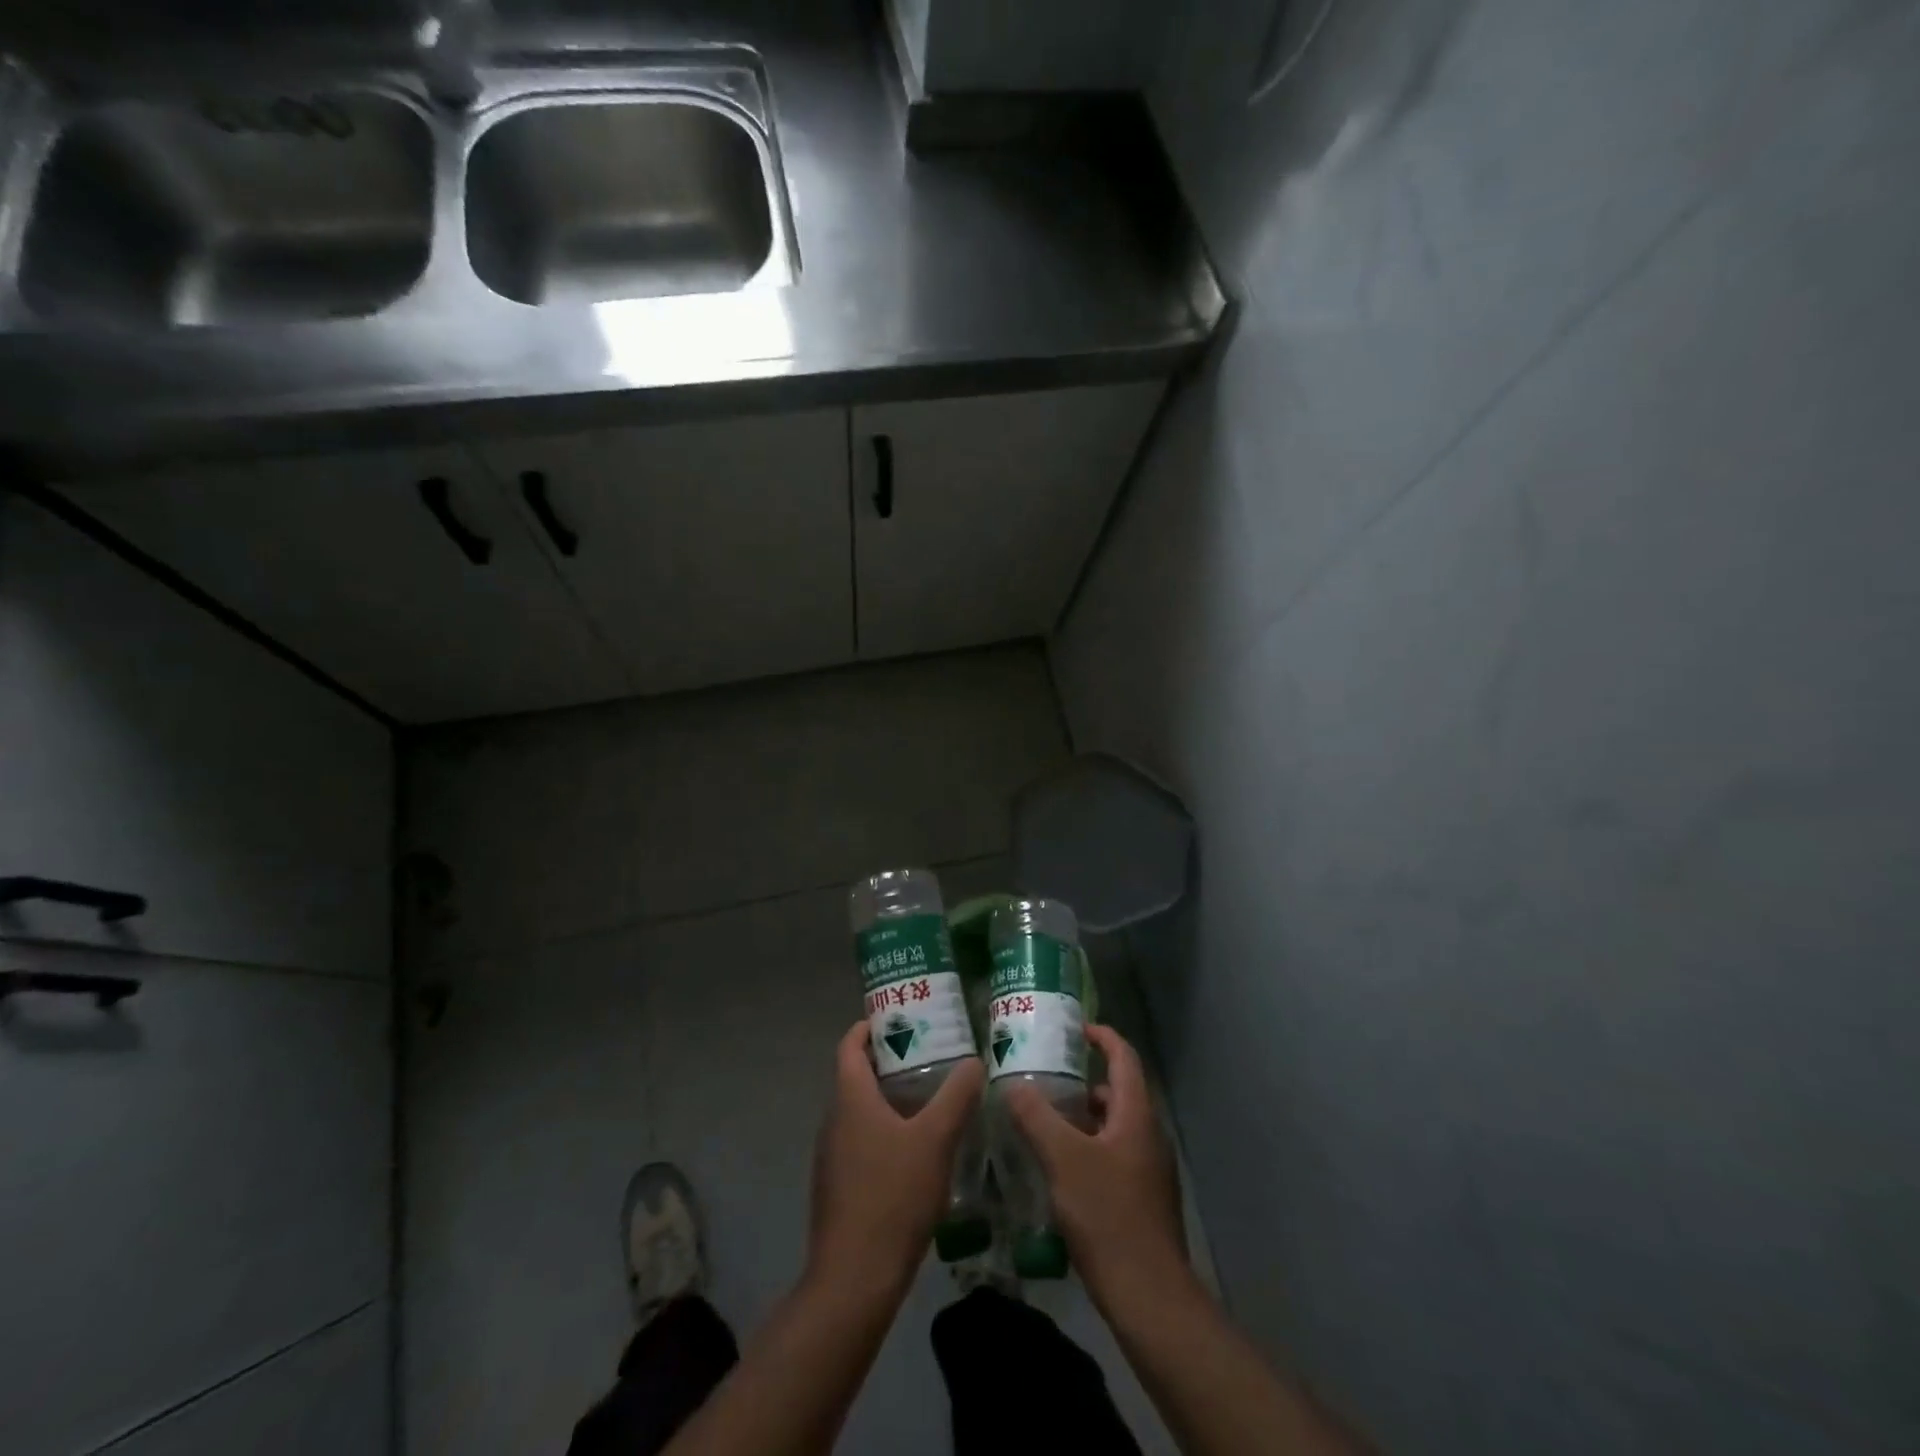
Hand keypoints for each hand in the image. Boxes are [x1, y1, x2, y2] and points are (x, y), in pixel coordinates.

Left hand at [809, 1021, 984, 1294]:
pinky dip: (886, 1130)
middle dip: (890, 1060)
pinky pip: (862, 1141)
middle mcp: (834, 1120)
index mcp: (850, 1099)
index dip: (869, 1026)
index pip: (850, 1045)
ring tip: (931, 1095)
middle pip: (857, 1075)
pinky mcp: (839, 1186)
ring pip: (861, 1110)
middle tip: (930, 1052)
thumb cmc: (892, 1196)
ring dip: (890, 1097)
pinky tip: (918, 1148)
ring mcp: (833, 1156)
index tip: (901, 1017)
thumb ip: (956, 1096)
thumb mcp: (935, 1140)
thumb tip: (975, 1061)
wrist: (854, 1280)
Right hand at [1004, 1024, 1188, 1305]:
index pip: (1124, 1057)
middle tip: (1046, 1076)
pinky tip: (1060, 1168)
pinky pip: (1115, 1155)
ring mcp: (1149, 1170)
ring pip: (1114, 1126)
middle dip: (1084, 1080)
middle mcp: (1148, 1135)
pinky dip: (1089, 1147)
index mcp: (1136, 1115)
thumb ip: (1036, 1117)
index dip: (1102, 1036)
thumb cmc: (1108, 1216)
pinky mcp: (1143, 1199)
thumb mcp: (1063, 1160)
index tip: (1075, 1028)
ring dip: (1084, 1117)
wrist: (1149, 1296)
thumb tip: (1012, 1085)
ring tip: (1045, 1120)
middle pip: (1118, 1092)